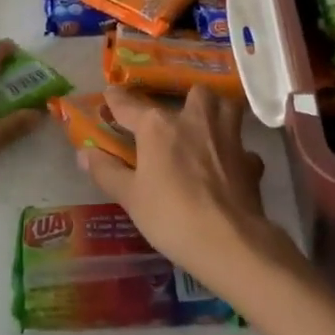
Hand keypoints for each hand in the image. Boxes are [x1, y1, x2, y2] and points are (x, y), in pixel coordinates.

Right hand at [78, 86, 283, 295]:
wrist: (229, 241)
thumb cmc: (171, 216)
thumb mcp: (130, 197)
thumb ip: (106, 171)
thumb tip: (84, 153)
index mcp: (158, 126)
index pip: (129, 104)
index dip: (116, 99)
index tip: (110, 94)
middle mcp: (194, 120)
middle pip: (194, 92)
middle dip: (186, 98)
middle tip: (177, 116)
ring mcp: (227, 137)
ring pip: (227, 108)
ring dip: (218, 112)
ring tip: (207, 127)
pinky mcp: (250, 161)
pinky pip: (244, 147)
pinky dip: (237, 153)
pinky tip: (230, 166)